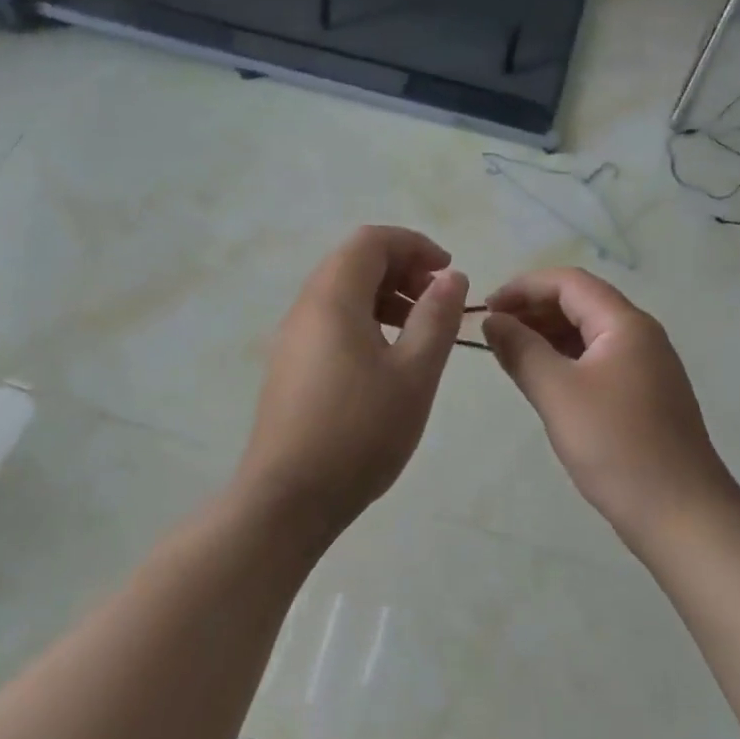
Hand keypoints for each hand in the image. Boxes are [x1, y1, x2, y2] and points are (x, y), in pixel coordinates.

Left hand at [237, 226, 468, 542]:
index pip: (371, 241)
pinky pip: (329, 323)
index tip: (448, 273)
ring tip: (418, 332)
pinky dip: (363, 322)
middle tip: (437, 302)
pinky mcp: (288, 367)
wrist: (288, 498)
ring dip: (383, 297)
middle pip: (353, 262)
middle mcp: (304, 308)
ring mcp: (291, 339)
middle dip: (401, 269)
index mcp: (332, 298)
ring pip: (340, 294)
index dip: (414, 245)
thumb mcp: (413, 374)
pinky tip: (386, 361)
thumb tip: (451, 276)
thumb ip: (436, 317)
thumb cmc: (360, 432)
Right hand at [484, 269, 739, 547]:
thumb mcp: (557, 393)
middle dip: (534, 309)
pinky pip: (597, 361)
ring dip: (547, 335)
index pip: (569, 282)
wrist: (680, 513)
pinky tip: (541, 379)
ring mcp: (645, 367)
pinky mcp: (643, 396)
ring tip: (508, 353)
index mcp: (625, 324)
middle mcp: (640, 336)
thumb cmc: (616, 446)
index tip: (486, 307)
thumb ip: (521, 350)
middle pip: (581, 303)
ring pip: (588, 334)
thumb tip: (492, 320)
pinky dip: (565, 360)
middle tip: (492, 331)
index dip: (523, 287)